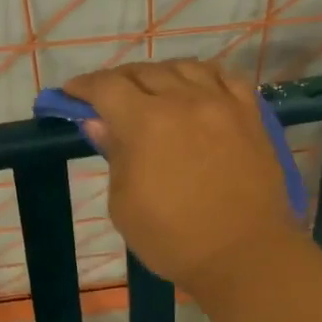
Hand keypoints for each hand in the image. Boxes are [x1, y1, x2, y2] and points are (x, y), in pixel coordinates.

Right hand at [63, 61, 303, 292]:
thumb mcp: (124, 205)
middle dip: (118, 81)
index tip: (71, 94)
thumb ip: (113, 155)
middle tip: (108, 98)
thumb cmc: (174, 239)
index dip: (83, 87)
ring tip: (153, 91)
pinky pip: (225, 78)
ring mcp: (221, 103)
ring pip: (184, 67)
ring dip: (160, 74)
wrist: (246, 255)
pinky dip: (204, 77)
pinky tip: (197, 89)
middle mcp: (183, 101)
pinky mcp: (251, 114)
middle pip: (143, 72)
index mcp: (145, 122)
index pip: (106, 87)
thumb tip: (100, 122)